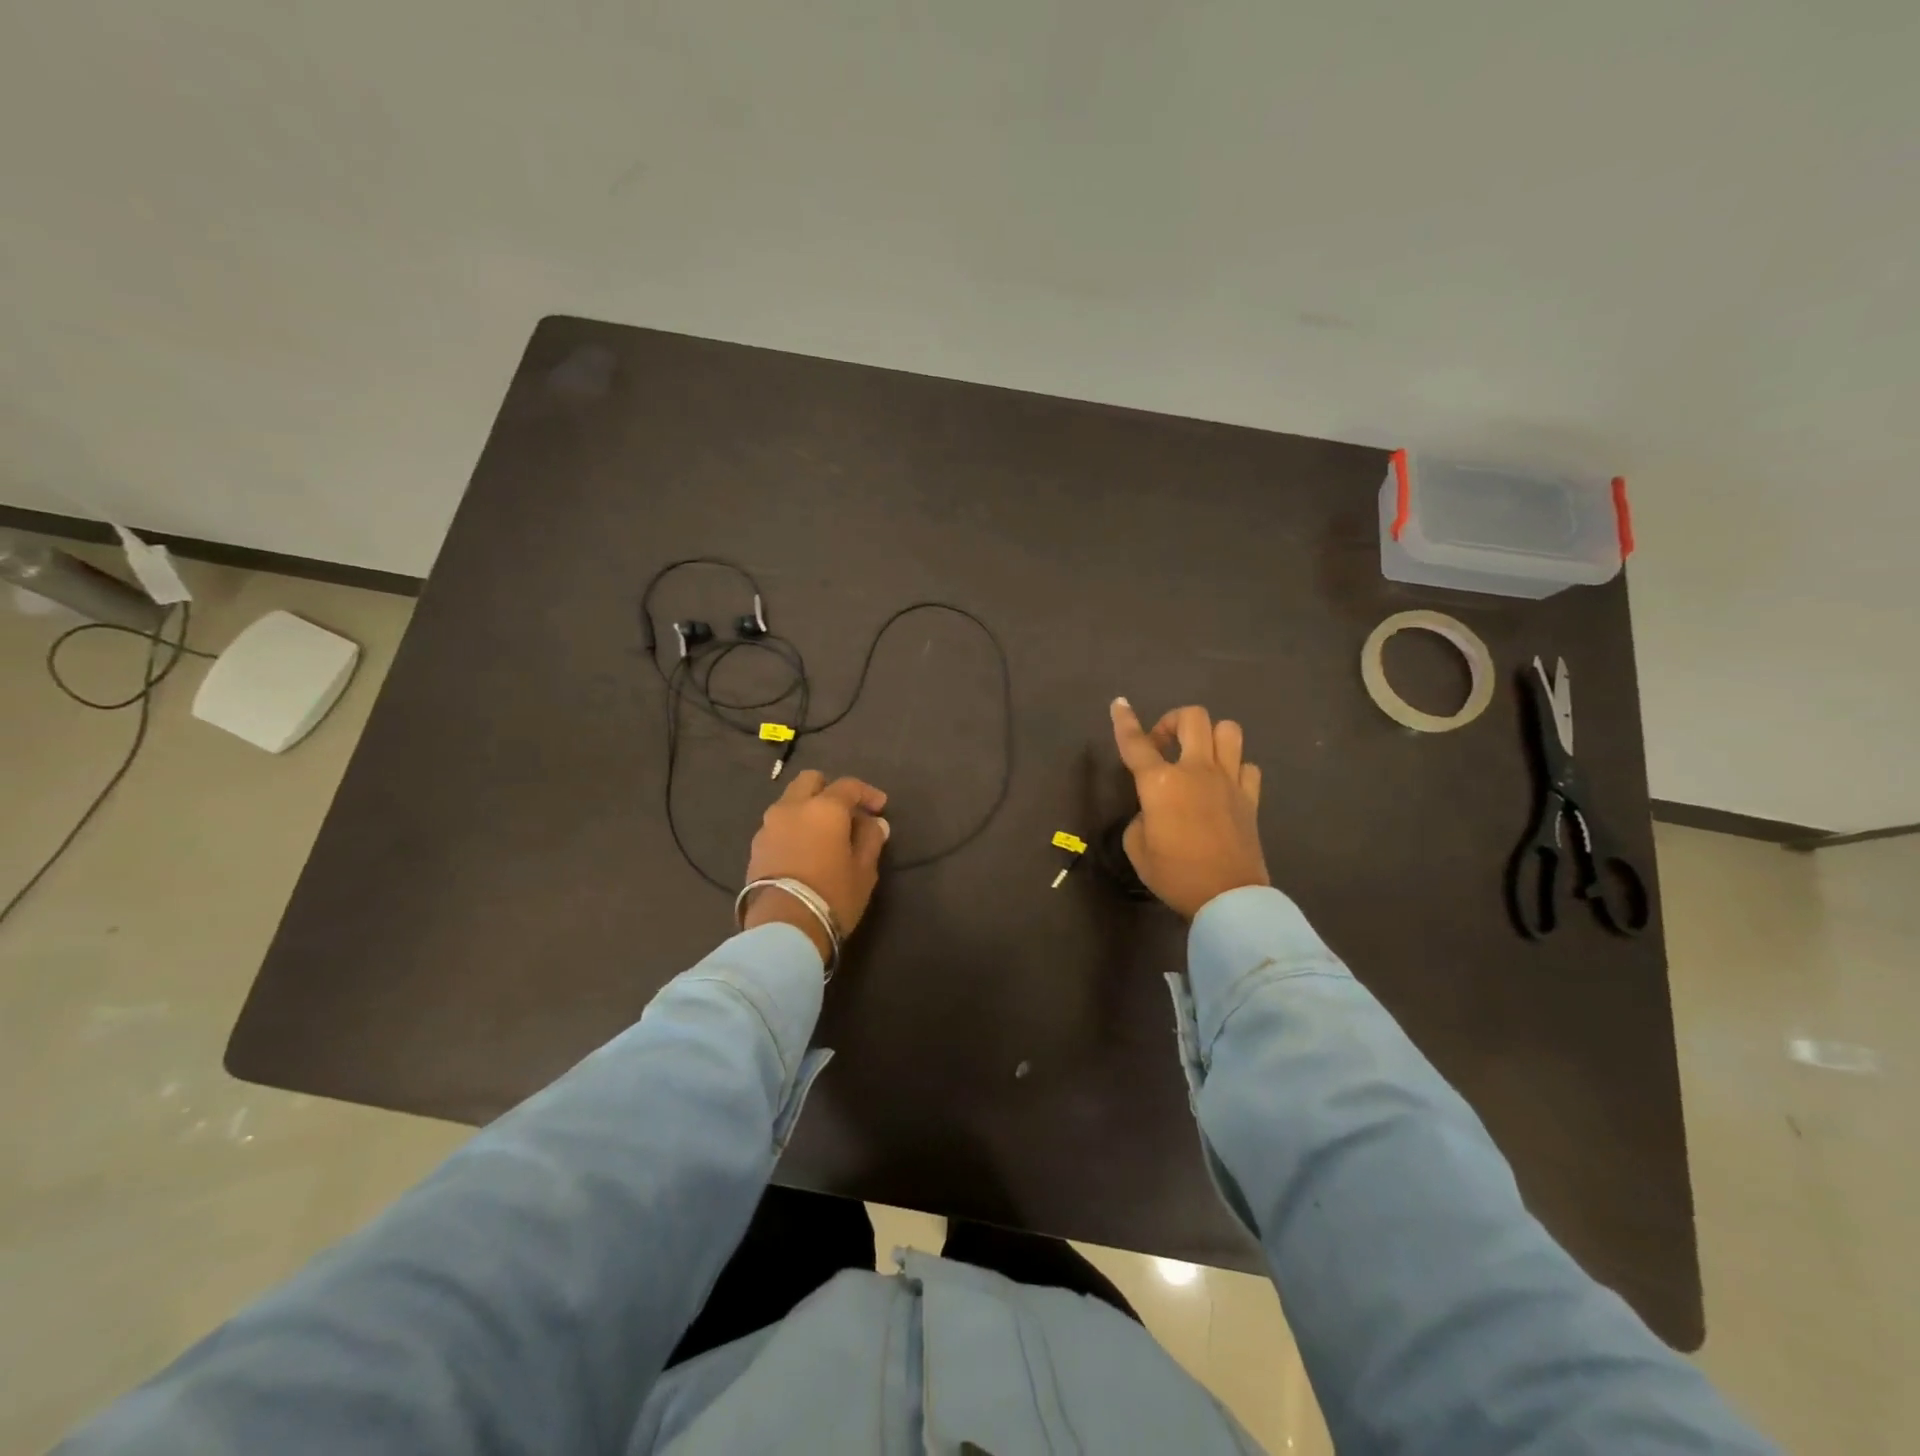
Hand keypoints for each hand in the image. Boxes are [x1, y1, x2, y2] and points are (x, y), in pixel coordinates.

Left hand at [742, 770, 890, 960]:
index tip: (880, 807)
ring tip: (823, 835)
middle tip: (846, 813)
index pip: (848, 786)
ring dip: (808, 809)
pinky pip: (778, 825)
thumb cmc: (833, 895)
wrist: (783, 928)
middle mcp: (793, 807)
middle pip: (810, 781)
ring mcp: (769, 826)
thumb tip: (874, 823)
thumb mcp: (865, 870)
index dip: (867, 793)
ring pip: (790, 802)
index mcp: (824, 807)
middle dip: (829, 789)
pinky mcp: (755, 847)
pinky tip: (804, 850)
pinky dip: (793, 828)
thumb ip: (871, 840)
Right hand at [1110, 699, 1267, 918]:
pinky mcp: (1250, 797)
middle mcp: (1196, 770)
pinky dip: (1234, 768)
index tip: (1119, 704)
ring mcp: (1228, 780)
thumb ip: (1141, 818)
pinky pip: (1247, 766)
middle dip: (1172, 721)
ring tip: (1197, 755)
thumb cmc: (1174, 874)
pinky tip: (1223, 784)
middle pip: (1192, 718)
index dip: (1124, 721)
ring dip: (1209, 736)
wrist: (1227, 897)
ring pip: (1228, 730)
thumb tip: (1154, 811)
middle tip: (1163, 745)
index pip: (1136, 743)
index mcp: (1160, 783)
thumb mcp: (1137, 847)